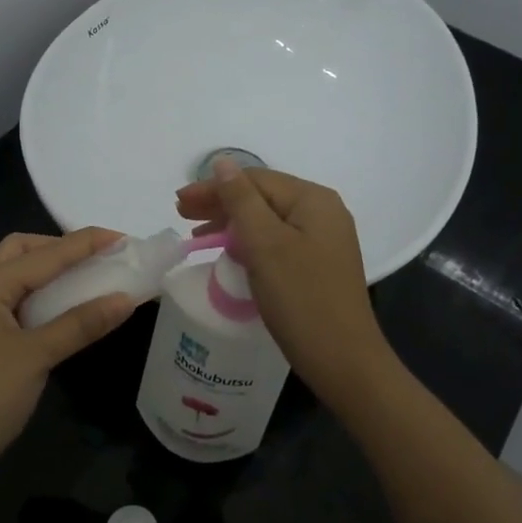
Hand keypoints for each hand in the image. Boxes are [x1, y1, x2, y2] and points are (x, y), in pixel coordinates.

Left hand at [0, 227, 134, 508]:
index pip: (44, 253)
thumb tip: (126, 298)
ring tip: (89, 281)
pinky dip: (41, 302)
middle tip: (98, 260)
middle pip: (21, 253)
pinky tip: (64, 316)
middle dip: (60, 249)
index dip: (86, 243)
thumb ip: (80, 324)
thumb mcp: (36, 357)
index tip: (125, 239)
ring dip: (50, 275)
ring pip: (16, 280)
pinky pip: (14, 307)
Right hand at [175, 162, 391, 401]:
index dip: (213, 187)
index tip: (178, 202)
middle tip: (181, 215)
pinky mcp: (318, 265)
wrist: (343, 360)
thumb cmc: (301, 298)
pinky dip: (249, 243)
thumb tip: (222, 162)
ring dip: (231, 223)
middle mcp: (322, 213)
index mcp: (313, 200)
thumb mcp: (265, 244)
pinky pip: (276, 242)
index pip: (255, 180)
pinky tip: (230, 252)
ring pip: (268, 221)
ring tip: (198, 235)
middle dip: (220, 203)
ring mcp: (323, 240)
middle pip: (262, 197)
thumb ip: (241, 200)